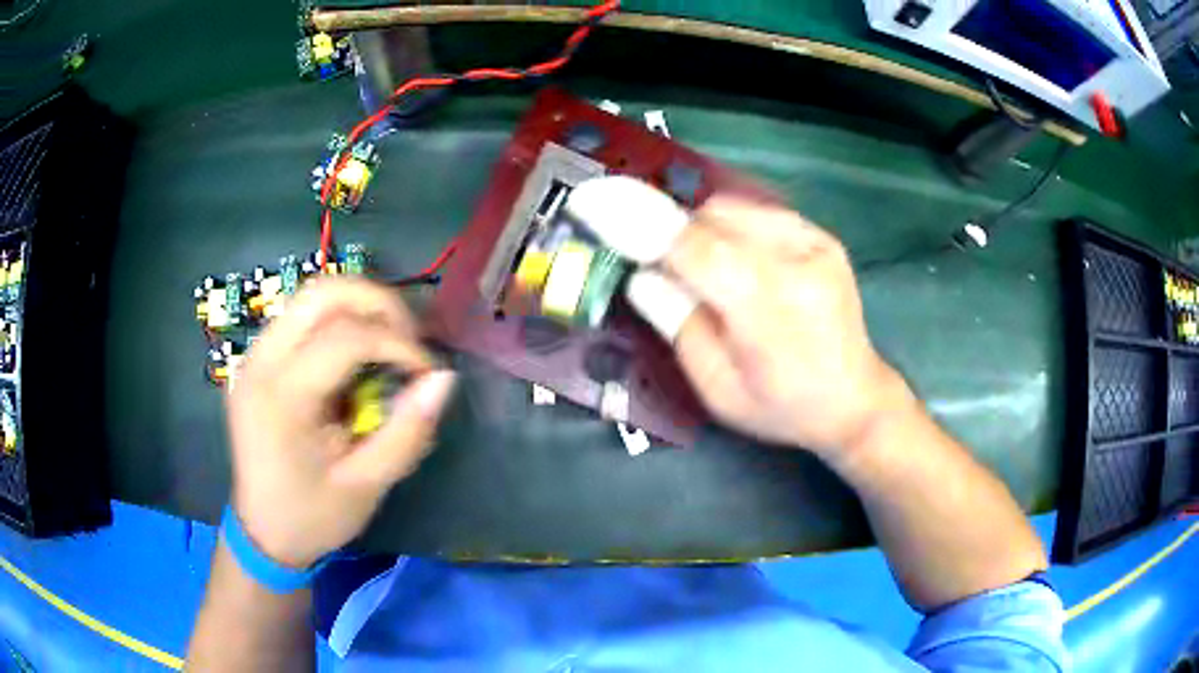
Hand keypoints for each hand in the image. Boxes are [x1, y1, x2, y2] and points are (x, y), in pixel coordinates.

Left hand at [226, 278, 455, 567]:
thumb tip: (443, 379)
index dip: (398, 343)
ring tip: (390, 342)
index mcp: (282, 398)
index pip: (346, 337)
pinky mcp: (257, 359)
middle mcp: (260, 362)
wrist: (262, 532)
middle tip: (410, 339)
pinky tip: (358, 353)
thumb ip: (407, 431)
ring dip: (359, 307)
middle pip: (321, 292)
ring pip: (311, 295)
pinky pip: (301, 317)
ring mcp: (253, 355)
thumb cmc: (313, 516)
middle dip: (377, 302)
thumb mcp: (368, 485)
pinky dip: (339, 321)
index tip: (427, 372)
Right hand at [644, 197, 904, 455]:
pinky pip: (758, 213)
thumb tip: (642, 273)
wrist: (855, 399)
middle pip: (708, 219)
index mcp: (765, 307)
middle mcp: (795, 260)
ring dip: (700, 229)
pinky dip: (730, 227)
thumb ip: (677, 323)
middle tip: (659, 267)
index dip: (637, 221)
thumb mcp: (717, 387)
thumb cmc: (783, 407)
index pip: (690, 246)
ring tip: (702, 270)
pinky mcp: (822, 236)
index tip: (593, 202)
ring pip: (731, 208)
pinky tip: (734, 259)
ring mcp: (814, 242)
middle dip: (670, 234)